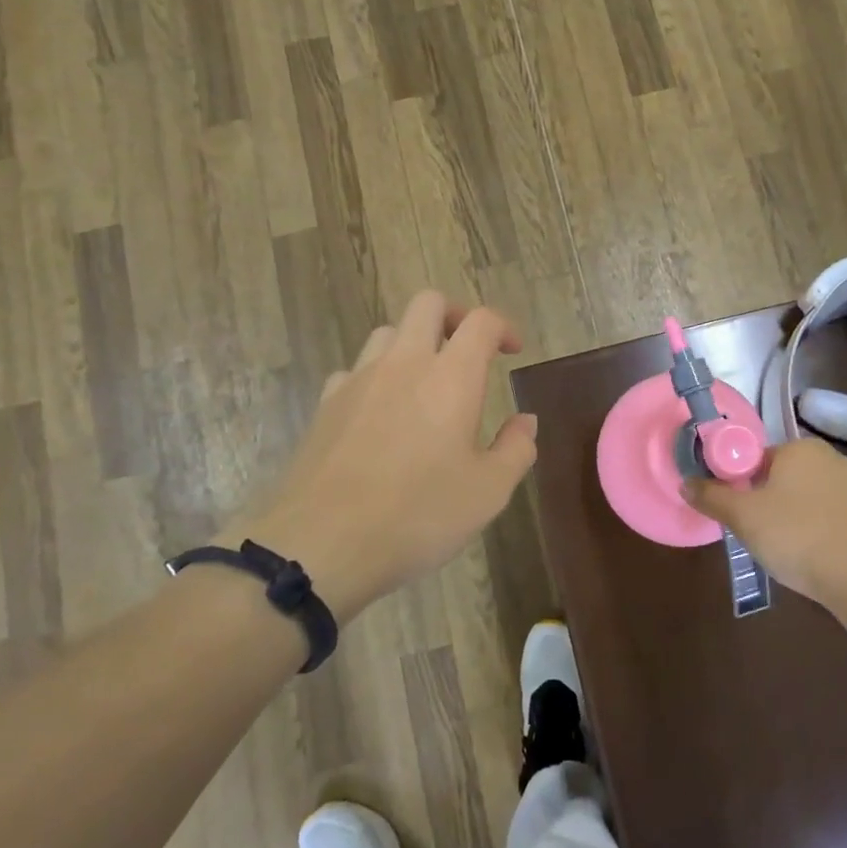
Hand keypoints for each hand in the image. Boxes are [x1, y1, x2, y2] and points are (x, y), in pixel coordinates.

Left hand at [229, 292, 537, 622]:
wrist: (320, 544)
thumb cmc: (418, 516)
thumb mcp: (488, 492)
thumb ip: (516, 449)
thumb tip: (525, 421)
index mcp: (451, 377)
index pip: (481, 321)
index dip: (503, 327)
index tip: (513, 351)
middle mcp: (404, 363)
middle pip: (427, 304)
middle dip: (454, 316)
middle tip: (468, 349)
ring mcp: (357, 380)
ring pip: (387, 332)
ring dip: (413, 344)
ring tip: (425, 381)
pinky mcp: (324, 405)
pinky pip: (353, 370)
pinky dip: (375, 378)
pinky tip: (380, 414)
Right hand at [684, 439, 846, 608]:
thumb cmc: (798, 536)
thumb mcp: (743, 517)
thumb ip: (711, 496)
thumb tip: (685, 482)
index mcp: (799, 448)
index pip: (757, 459)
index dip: (742, 487)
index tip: (741, 516)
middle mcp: (831, 457)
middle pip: (783, 478)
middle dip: (769, 503)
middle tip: (760, 535)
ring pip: (809, 498)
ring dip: (795, 518)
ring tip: (789, 551)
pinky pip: (833, 517)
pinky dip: (820, 531)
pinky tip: (816, 556)